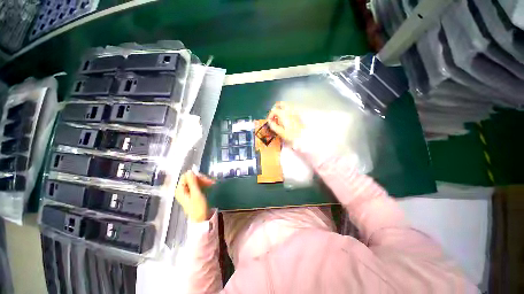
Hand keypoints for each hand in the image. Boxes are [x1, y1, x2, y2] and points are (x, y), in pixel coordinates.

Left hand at [175, 171, 214, 222]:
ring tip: (213, 183)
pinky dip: (204, 184)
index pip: (186, 176)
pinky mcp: (192, 193)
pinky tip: (210, 185)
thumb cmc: (198, 207)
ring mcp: (187, 192)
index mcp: (180, 190)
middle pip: (191, 178)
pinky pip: (197, 185)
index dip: (196, 176)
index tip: (205, 178)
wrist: (201, 219)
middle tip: (211, 182)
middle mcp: (182, 189)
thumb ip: (192, 182)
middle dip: (202, 179)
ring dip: (204, 181)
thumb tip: (190, 171)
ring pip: (196, 181)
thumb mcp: (196, 193)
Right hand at [267, 102, 303, 143]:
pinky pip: (290, 110)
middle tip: (273, 116)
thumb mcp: (280, 132)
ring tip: (278, 118)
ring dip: (280, 109)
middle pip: (280, 104)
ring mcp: (293, 112)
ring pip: (285, 106)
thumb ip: (273, 126)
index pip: (274, 111)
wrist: (303, 137)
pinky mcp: (297, 115)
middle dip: (275, 108)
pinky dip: (285, 112)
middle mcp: (289, 111)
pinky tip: (285, 119)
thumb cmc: (291, 135)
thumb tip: (269, 122)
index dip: (270, 115)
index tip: (269, 121)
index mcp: (284, 114)